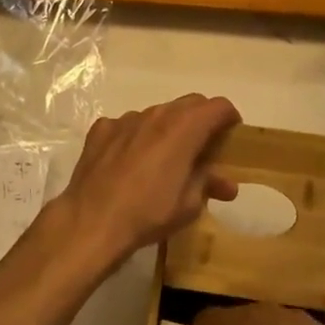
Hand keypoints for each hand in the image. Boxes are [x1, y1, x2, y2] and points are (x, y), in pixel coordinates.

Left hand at [55, 94, 240, 269]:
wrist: (92, 220)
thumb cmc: (149, 213)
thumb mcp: (189, 205)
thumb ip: (208, 184)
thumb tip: (226, 183)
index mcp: (184, 128)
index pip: (217, 106)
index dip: (229, 117)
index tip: (232, 133)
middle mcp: (157, 114)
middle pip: (189, 104)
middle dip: (201, 119)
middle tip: (204, 145)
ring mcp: (126, 119)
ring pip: (157, 114)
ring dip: (167, 128)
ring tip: (166, 157)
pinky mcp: (102, 129)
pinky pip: (127, 126)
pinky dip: (136, 137)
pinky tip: (130, 161)